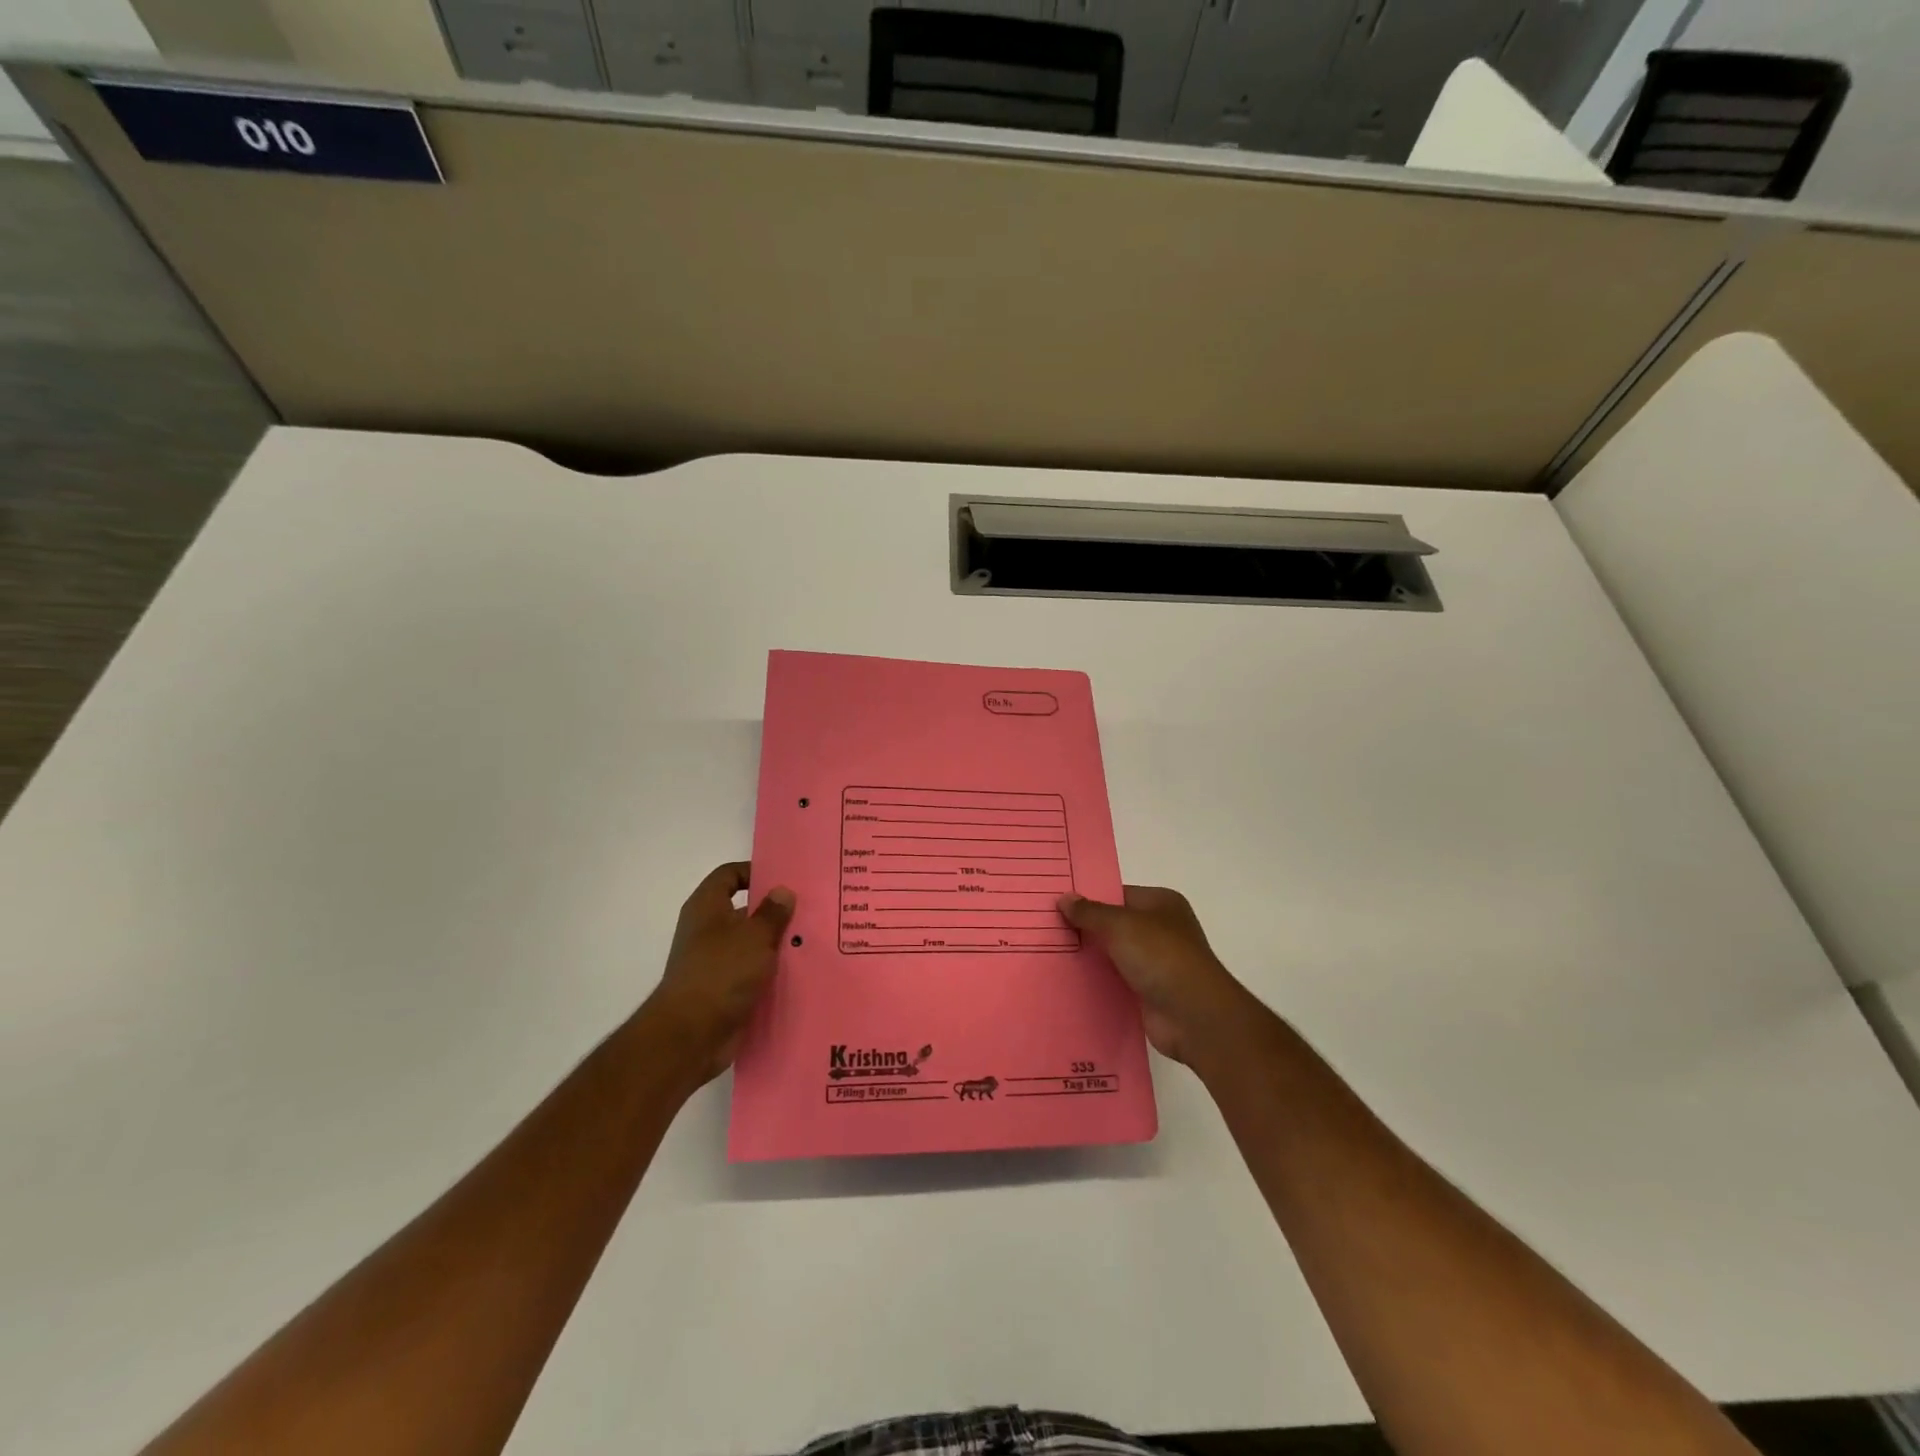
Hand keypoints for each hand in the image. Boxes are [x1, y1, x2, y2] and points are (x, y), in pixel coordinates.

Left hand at [643, 862, 795, 1086]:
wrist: (690, 1036)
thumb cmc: (720, 973)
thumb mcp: (754, 937)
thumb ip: (772, 913)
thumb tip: (783, 891)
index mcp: (707, 908)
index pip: (729, 875)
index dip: (755, 871)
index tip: (786, 878)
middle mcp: (708, 931)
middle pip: (744, 910)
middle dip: (775, 911)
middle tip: (812, 909)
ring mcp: (715, 962)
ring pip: (752, 944)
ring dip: (778, 944)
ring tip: (815, 940)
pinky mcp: (725, 990)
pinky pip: (753, 973)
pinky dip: (773, 972)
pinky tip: (802, 972)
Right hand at [1060, 887, 1250, 1065]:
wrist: (1193, 1015)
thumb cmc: (1161, 956)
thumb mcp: (1121, 925)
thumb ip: (1091, 912)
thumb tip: (1064, 898)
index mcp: (1161, 903)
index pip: (1119, 894)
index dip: (1090, 898)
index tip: (1057, 903)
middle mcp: (1161, 929)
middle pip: (1115, 924)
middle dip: (1086, 928)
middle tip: (1046, 929)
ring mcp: (1157, 963)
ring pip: (1114, 954)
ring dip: (1090, 958)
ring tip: (1049, 954)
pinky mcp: (1149, 992)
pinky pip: (1116, 981)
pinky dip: (1098, 982)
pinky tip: (1068, 982)